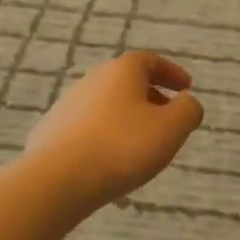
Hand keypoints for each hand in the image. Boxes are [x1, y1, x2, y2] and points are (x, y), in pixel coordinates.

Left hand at [26, 51, 203, 209]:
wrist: (58, 179)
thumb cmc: (123, 146)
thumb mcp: (172, 128)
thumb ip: (188, 110)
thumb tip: (187, 103)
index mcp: (121, 72)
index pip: (150, 60)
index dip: (171, 72)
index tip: (187, 88)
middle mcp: (91, 81)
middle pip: (126, 84)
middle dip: (151, 100)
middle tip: (168, 121)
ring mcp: (67, 107)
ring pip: (108, 111)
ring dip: (129, 125)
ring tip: (143, 153)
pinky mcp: (51, 134)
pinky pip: (89, 135)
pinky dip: (108, 146)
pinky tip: (116, 174)